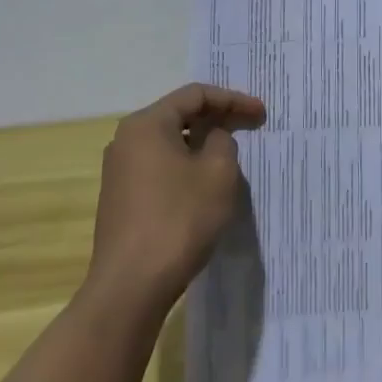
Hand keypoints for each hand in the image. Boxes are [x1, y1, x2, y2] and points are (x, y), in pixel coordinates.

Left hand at [88, 83, 266, 308]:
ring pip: (170, 143)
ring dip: (202, 144)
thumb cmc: (179, 219)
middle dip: (218, 119)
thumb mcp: (218, 173)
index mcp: (147, 124)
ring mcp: (119, 171)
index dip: (233, 100)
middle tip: (250, 128)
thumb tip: (212, 139)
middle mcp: (127, 140)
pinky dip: (186, 166)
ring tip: (231, 155)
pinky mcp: (121, 199)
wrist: (130, 287)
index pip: (196, 95)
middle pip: (179, 115)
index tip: (261, 114)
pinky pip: (160, 167)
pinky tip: (205, 184)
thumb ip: (223, 141)